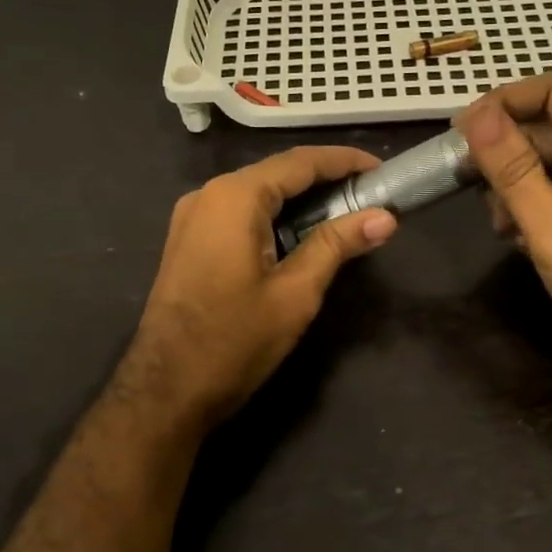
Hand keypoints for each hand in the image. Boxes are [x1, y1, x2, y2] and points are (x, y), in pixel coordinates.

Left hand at [123, 147, 398, 427]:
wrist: (166, 389)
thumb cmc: (234, 341)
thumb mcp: (295, 293)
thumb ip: (337, 245)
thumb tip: (385, 217)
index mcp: (234, 197)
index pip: (299, 163)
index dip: (344, 162)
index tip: (382, 169)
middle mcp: (208, 195)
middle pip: (276, 174)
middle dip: (325, 181)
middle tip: (371, 196)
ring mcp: (192, 218)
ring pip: (257, 195)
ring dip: (300, 202)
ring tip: (346, 215)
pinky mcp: (188, 242)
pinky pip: (238, 215)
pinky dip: (274, 218)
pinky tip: (301, 236)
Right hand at [457, 73, 551, 392]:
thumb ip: (514, 170)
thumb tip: (475, 115)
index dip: (504, 102)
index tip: (460, 131)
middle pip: (548, 127)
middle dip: (504, 152)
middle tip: (463, 183)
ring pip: (547, 161)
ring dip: (513, 185)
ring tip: (497, 224)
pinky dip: (529, 207)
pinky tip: (514, 238)